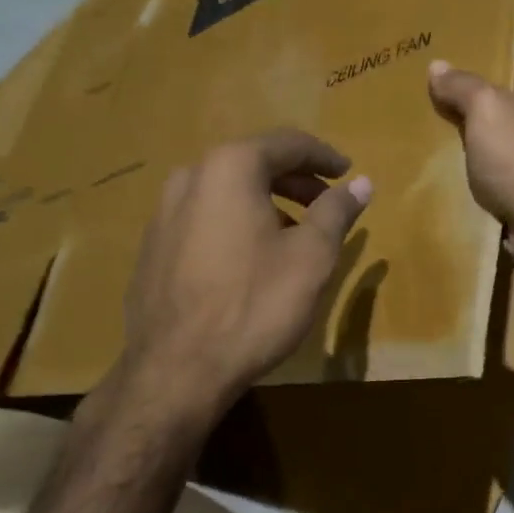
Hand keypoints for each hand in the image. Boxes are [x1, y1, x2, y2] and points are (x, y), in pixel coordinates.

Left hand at [87, 130, 370, 427]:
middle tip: (326, 203)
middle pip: (253, 164)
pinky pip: (205, 220)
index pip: (286, 144)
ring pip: (227, 193)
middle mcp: (190, 177)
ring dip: (266, 203)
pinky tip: (252, 260)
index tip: (348, 173)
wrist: (177, 368)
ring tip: (294, 235)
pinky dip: (237, 225)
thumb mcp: (312, 257)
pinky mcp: (152, 248)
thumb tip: (361, 183)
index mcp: (229, 168)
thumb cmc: (255, 305)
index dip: (324, 156)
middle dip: (296, 181)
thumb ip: (337, 211)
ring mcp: (163, 213)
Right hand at [427, 60, 513, 273]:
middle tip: (430, 114)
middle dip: (468, 113)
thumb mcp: (484, 108)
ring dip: (471, 147)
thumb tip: (437, 66)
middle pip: (499, 106)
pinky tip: (454, 176)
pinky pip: (499, 172)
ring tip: (435, 145)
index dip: (471, 76)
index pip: (504, 69)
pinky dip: (480, 175)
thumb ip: (460, 85)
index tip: (439, 84)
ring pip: (496, 142)